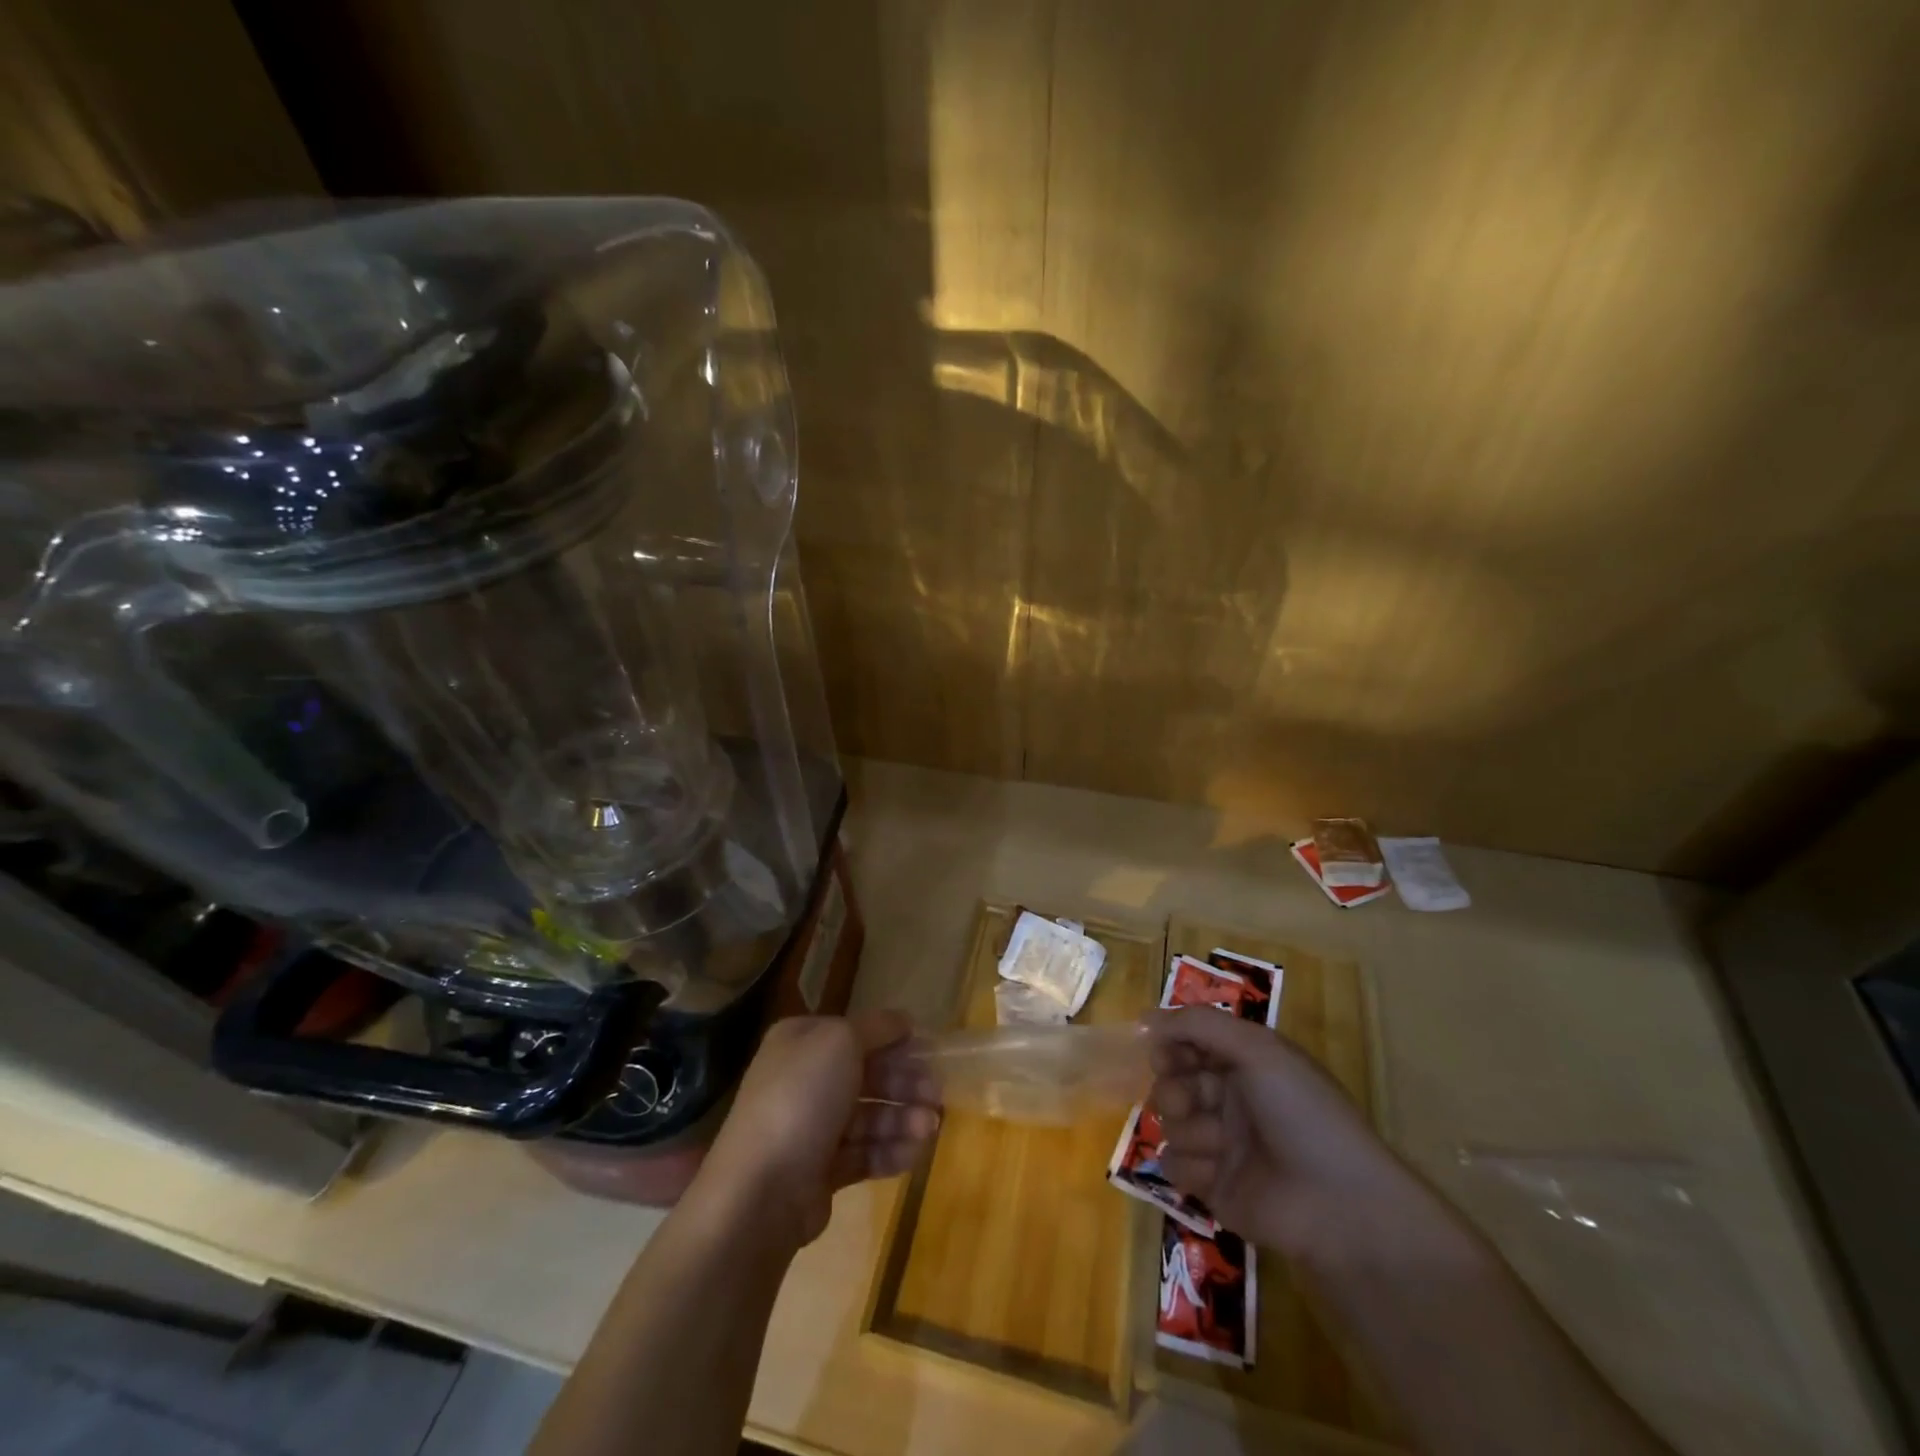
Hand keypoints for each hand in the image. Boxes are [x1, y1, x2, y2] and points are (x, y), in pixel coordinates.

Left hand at [698, 1010, 940, 1249]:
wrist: (760, 1189)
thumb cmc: (802, 1098)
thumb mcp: (842, 1042)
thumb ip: (877, 1027)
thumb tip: (903, 1020)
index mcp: (801, 1042)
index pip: (855, 1033)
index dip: (893, 1040)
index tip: (929, 1051)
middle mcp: (803, 1079)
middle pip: (866, 1075)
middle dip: (904, 1083)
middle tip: (937, 1094)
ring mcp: (810, 1128)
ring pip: (867, 1115)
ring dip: (902, 1119)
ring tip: (931, 1128)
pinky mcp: (818, 1171)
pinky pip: (862, 1153)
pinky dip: (889, 1151)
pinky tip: (914, 1153)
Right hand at [1147, 1007, 1409, 1256]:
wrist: (1337, 1203)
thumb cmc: (1302, 1113)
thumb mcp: (1257, 1049)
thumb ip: (1199, 1024)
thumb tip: (1145, 1017)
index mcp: (1243, 1064)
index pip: (1188, 1043)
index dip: (1170, 1046)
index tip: (1162, 1054)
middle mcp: (1229, 1099)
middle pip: (1172, 1082)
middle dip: (1174, 1090)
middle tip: (1189, 1103)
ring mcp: (1219, 1144)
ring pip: (1170, 1123)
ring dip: (1189, 1130)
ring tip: (1219, 1145)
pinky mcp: (1212, 1186)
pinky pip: (1174, 1165)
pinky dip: (1190, 1166)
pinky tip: (1215, 1174)